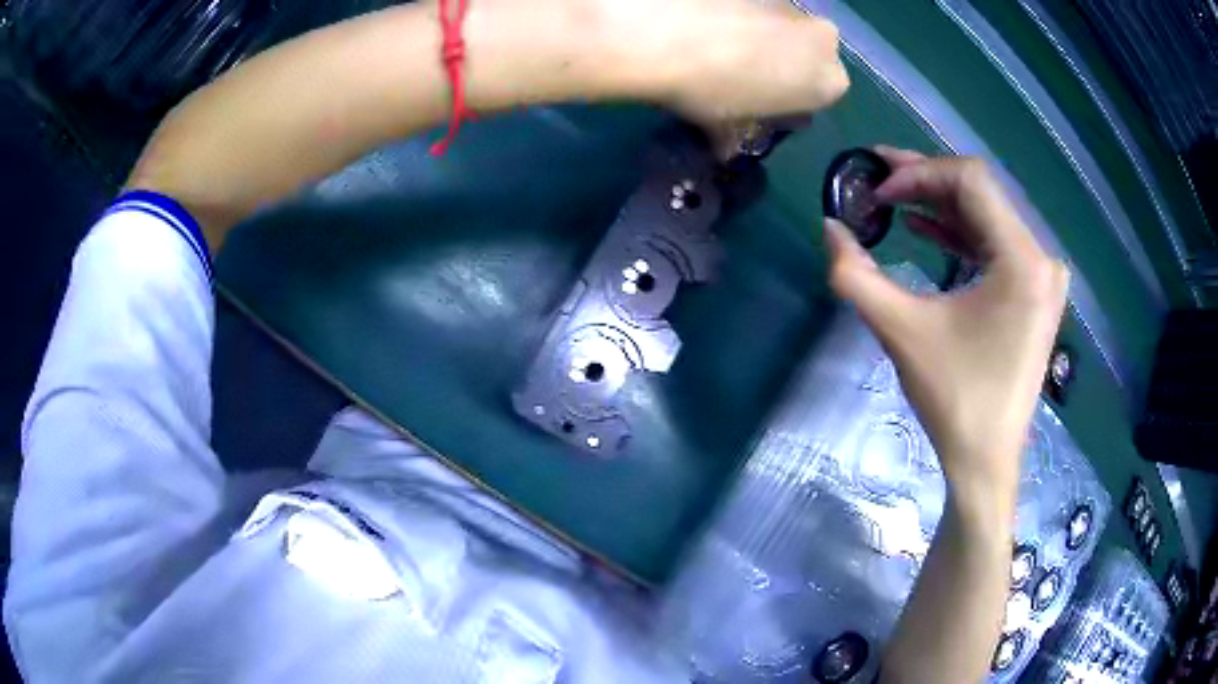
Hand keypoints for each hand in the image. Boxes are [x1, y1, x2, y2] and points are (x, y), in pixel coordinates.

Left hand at [640, 0, 850, 121]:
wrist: (665, 32)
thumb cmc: (709, 90)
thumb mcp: (725, 126)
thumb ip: (736, 135)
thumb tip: (724, 145)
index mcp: (828, 82)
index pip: (819, 94)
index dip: (789, 100)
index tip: (759, 104)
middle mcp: (825, 40)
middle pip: (806, 55)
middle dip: (780, 63)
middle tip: (738, 74)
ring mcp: (792, 5)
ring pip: (781, 27)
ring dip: (759, 36)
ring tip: (714, 46)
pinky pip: (754, 6)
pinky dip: (736, 15)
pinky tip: (704, 24)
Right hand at [825, 148, 1069, 505]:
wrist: (986, 460)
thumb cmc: (953, 400)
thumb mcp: (901, 332)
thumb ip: (855, 275)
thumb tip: (828, 227)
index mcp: (1022, 261)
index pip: (971, 181)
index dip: (919, 173)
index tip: (878, 191)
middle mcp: (1041, 258)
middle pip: (982, 193)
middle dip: (926, 180)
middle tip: (877, 175)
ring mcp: (1042, 276)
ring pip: (988, 215)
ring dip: (940, 204)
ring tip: (894, 198)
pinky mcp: (1034, 293)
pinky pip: (996, 243)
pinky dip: (960, 232)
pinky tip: (926, 228)